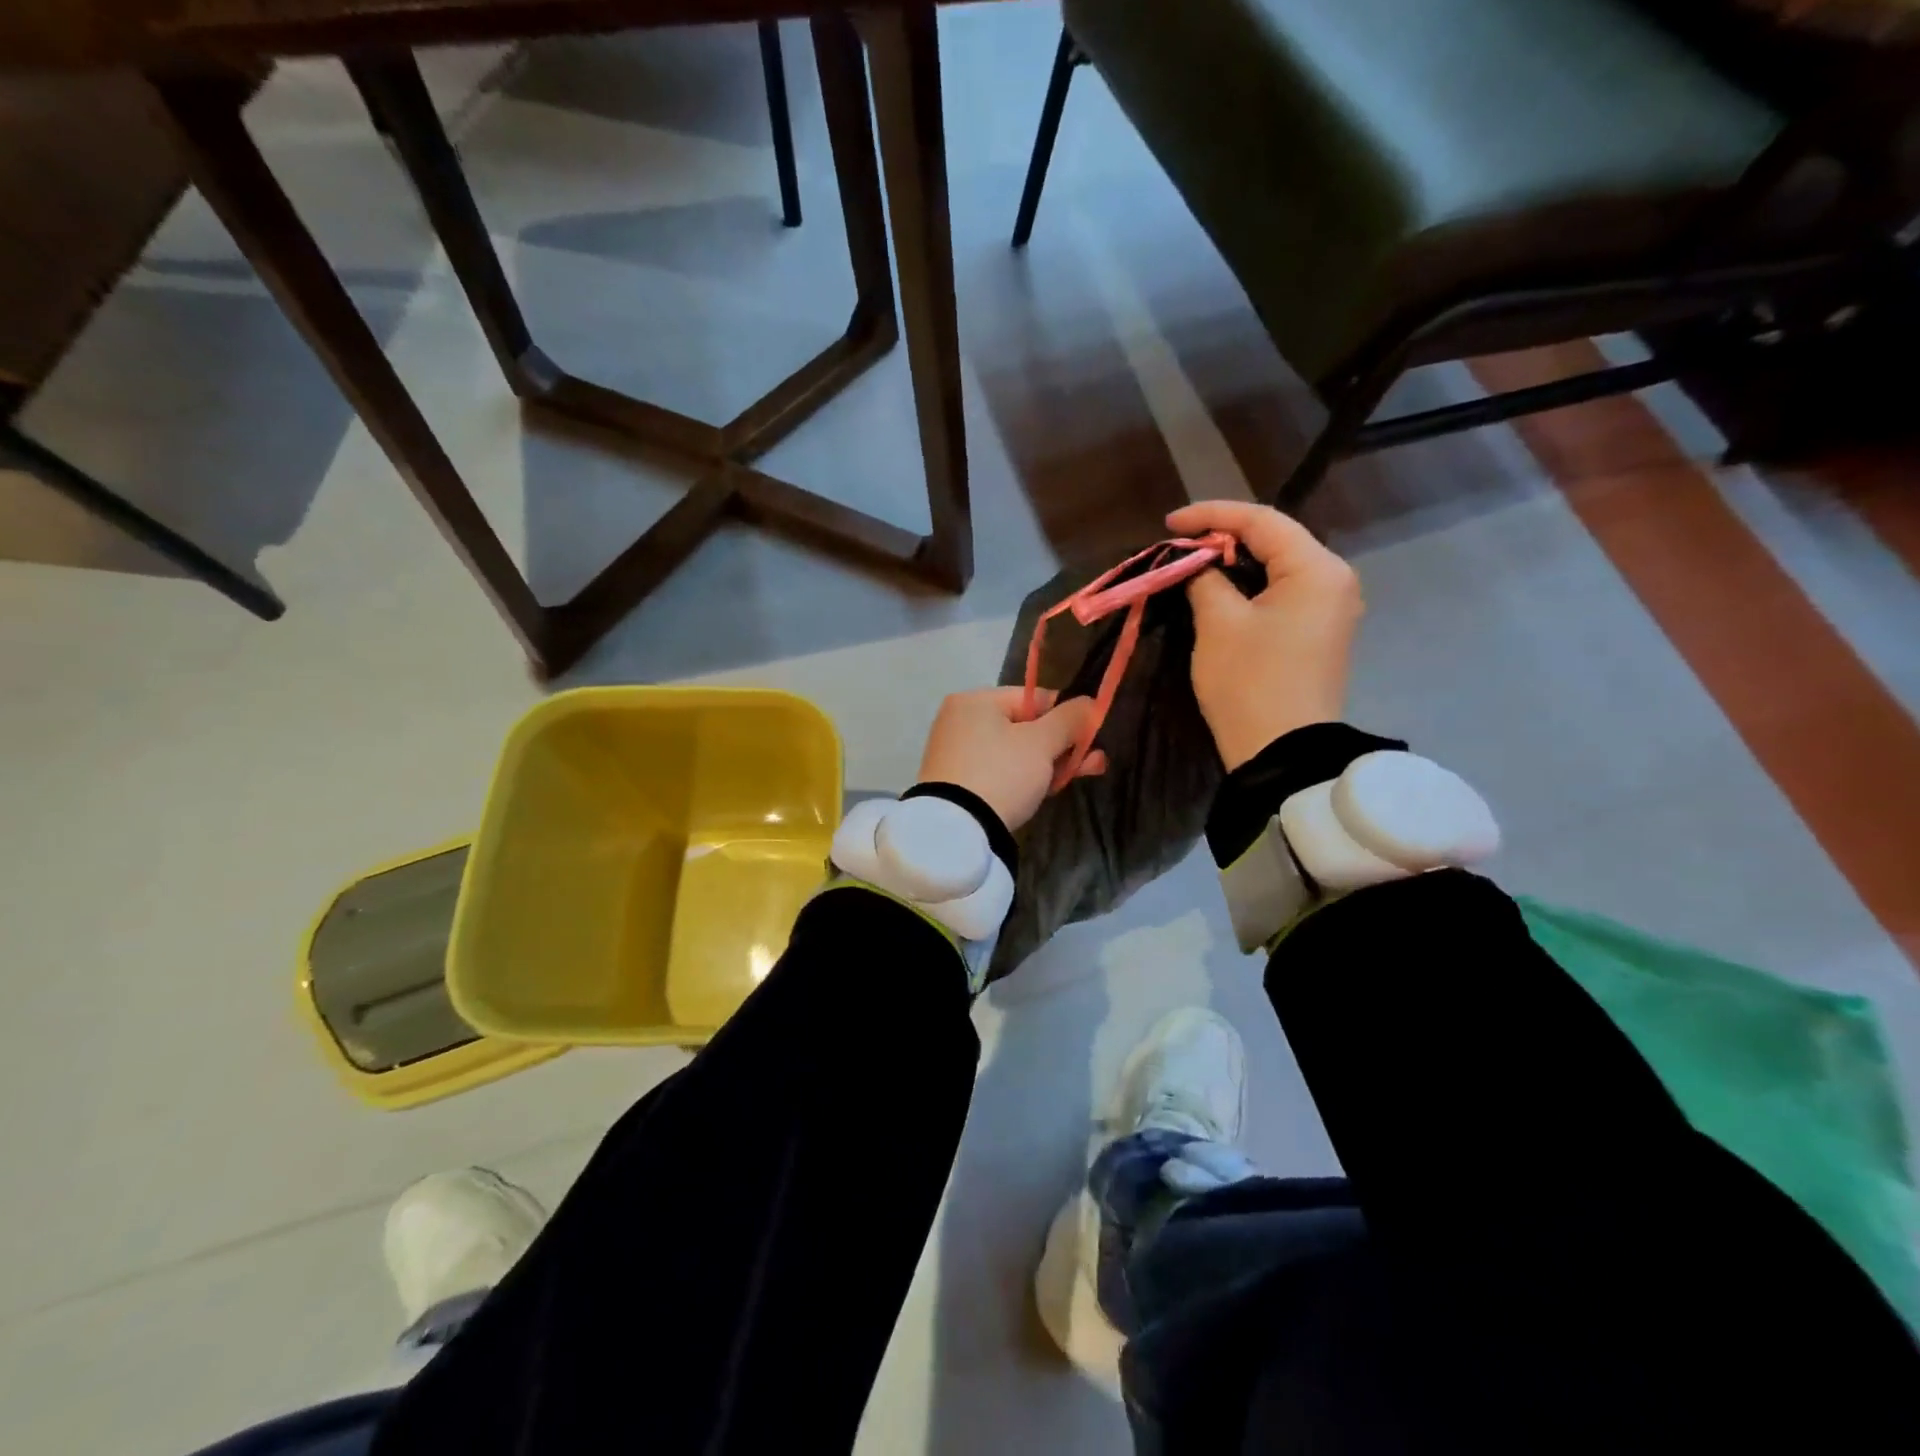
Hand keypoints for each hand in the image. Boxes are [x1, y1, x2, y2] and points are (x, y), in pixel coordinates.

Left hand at [917, 687, 1107, 832]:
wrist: (956, 830)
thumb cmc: (1002, 774)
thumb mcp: (1041, 744)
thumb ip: (1069, 719)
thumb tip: (1089, 702)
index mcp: (975, 700)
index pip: (1034, 698)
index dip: (1067, 716)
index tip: (1091, 736)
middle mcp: (960, 720)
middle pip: (1025, 727)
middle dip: (1063, 745)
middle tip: (1095, 762)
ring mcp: (955, 752)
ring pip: (1014, 752)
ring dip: (1049, 763)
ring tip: (1077, 777)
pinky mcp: (956, 782)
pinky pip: (998, 771)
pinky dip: (1023, 778)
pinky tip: (1046, 789)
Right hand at [1167, 500, 1362, 771]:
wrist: (1282, 753)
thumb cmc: (1249, 682)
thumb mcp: (1218, 623)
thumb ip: (1205, 579)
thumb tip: (1197, 565)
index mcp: (1317, 569)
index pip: (1262, 521)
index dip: (1211, 516)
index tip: (1169, 524)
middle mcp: (1334, 580)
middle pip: (1276, 540)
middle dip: (1224, 537)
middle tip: (1179, 545)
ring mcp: (1332, 609)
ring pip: (1278, 567)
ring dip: (1235, 563)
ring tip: (1193, 564)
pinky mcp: (1320, 633)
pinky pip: (1284, 593)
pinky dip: (1250, 586)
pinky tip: (1221, 591)